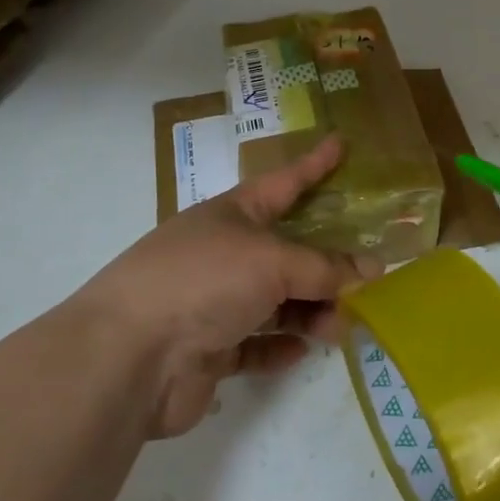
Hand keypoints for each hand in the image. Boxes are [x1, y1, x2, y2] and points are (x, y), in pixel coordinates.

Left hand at [80, 136, 379, 436]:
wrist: (128, 357)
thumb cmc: (203, 281)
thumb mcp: (272, 262)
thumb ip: (324, 268)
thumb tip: (371, 271)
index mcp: (233, 214)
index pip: (285, 182)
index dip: (314, 164)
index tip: (340, 143)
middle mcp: (224, 253)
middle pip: (287, 250)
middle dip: (326, 262)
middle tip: (368, 275)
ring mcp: (214, 301)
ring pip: (276, 301)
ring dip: (310, 311)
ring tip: (340, 326)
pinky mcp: (208, 349)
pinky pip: (254, 344)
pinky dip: (278, 347)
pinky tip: (299, 352)